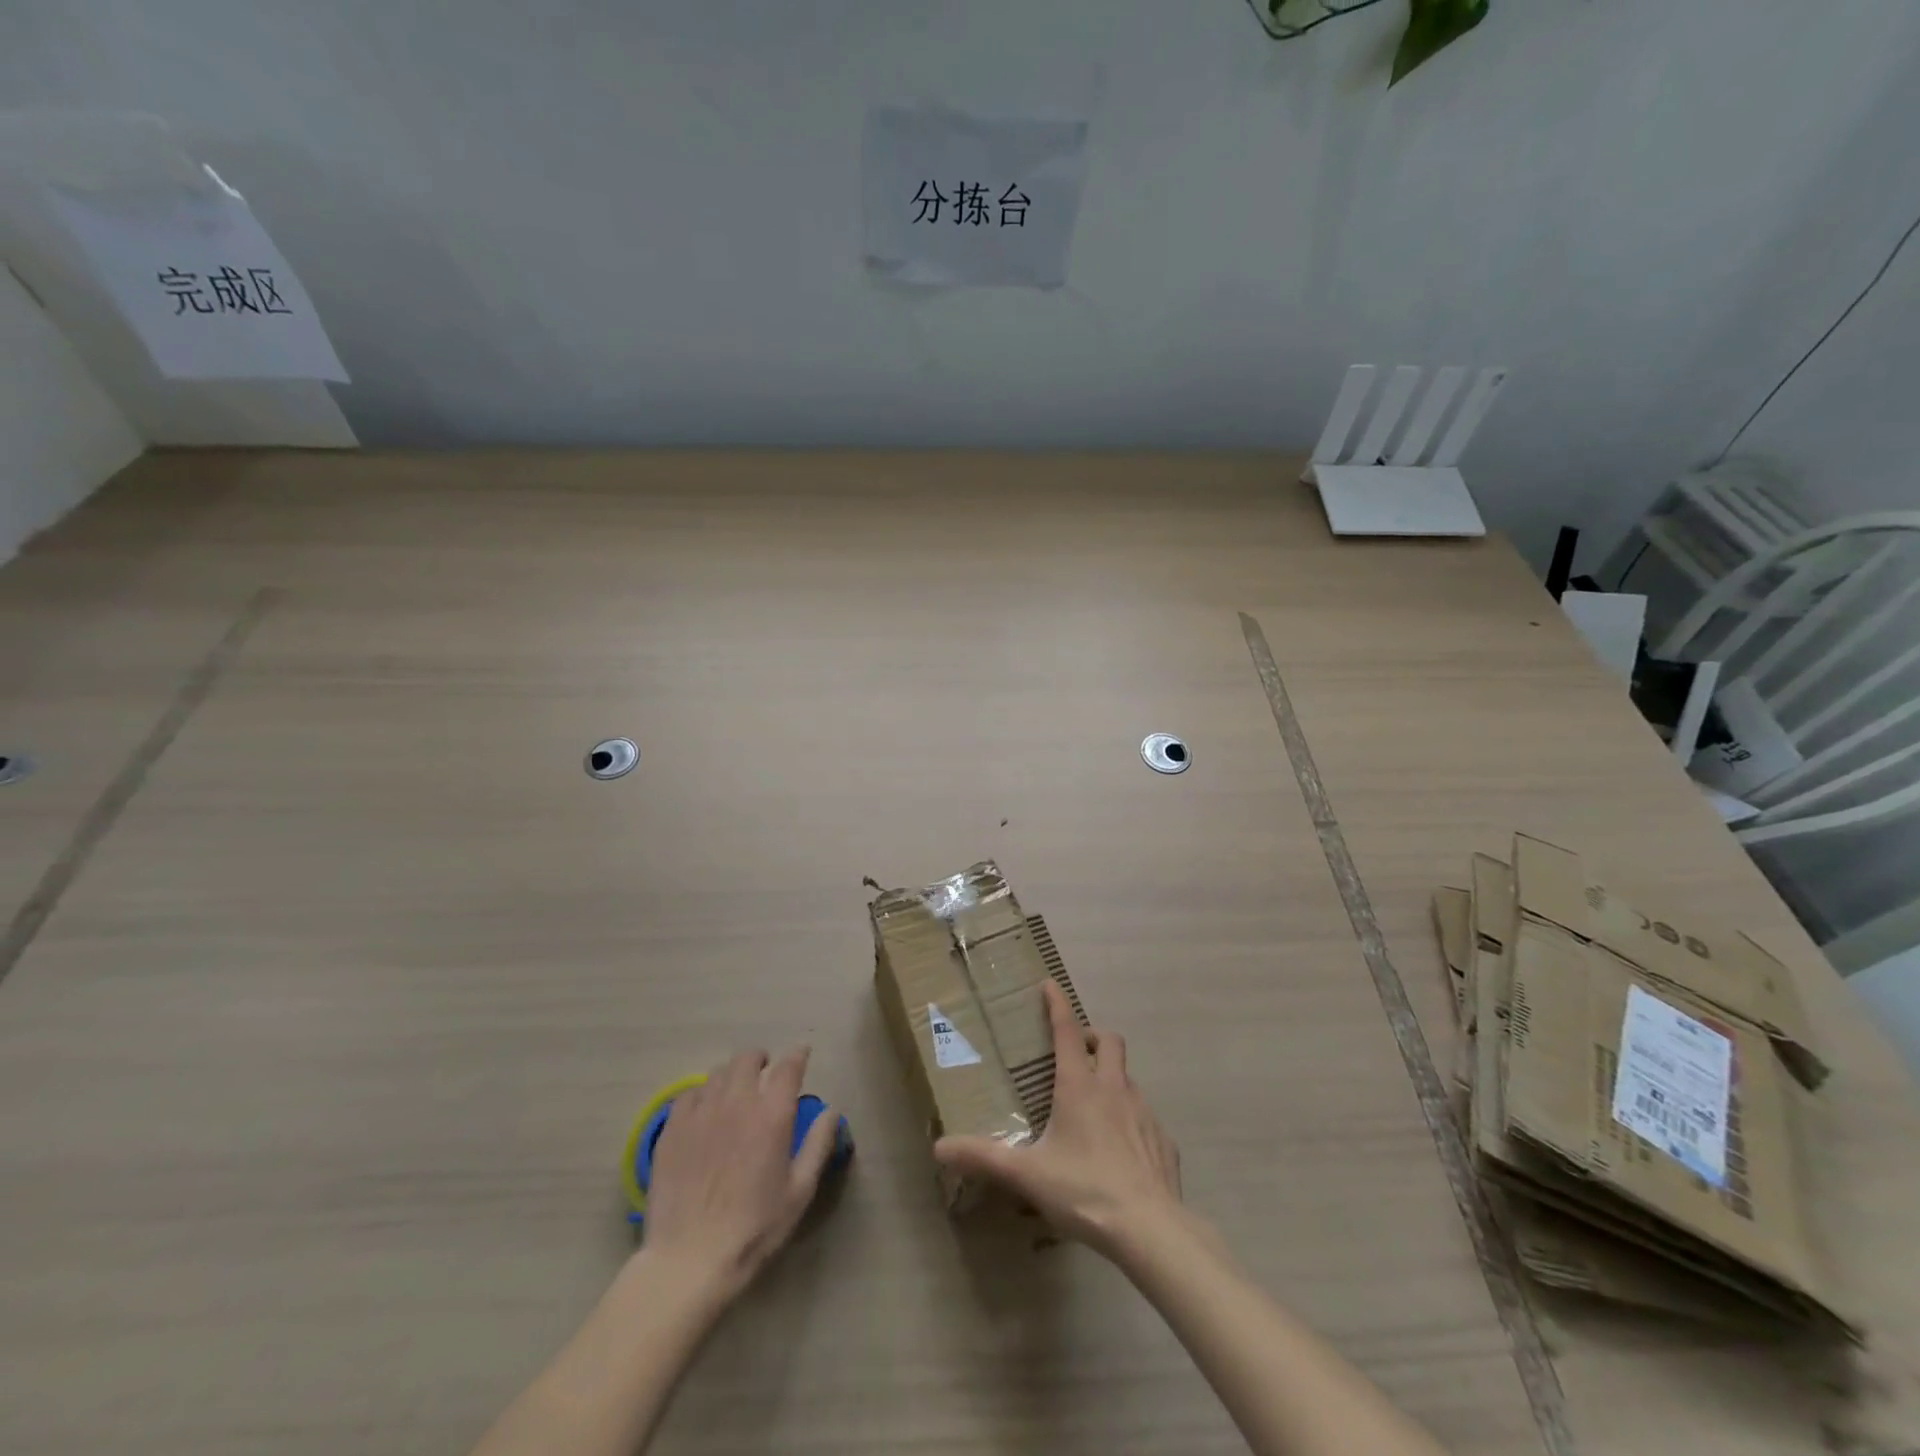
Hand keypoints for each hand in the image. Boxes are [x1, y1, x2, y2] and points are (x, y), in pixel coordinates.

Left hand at [641, 1048, 838, 1297]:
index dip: (798, 1055)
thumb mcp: (799, 1192)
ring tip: (735, 1092)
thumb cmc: (754, 1229)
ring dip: (732, 1075)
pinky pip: (688, 1094)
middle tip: (765, 1072)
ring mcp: (701, 1113)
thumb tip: (831, 1111)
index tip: (802, 1054)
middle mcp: (737, 1102)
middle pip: (748, 1058)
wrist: (690, 1260)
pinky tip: (704, 1112)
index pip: (789, 1067)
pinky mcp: (672, 1129)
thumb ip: (818, 1145)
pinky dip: (702, 1094)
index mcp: (772, 1115)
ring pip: (718, 1073)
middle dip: (761, 1059)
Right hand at [935, 981, 1181, 1254]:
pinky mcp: (1163, 1141)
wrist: (1151, 1229)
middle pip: (1109, 1041)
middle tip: (1076, 1051)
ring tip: (1093, 1106)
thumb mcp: (1027, 1174)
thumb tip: (939, 1148)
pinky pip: (1146, 1118)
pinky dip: (1131, 1120)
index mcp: (1079, 1086)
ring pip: (1129, 1078)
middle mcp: (1114, 1088)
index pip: (1067, 1030)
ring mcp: (1144, 1113)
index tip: (1049, 985)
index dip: (1057, 1004)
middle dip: (1092, 1037)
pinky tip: (1120, 1151)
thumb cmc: (1085, 1190)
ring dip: (1112, 1079)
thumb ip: (983, 1158)